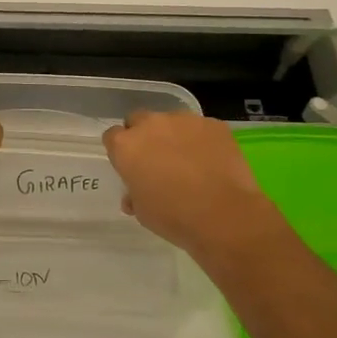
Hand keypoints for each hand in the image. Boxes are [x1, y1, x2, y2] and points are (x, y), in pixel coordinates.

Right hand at [102, 110, 287, 260]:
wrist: (224, 215)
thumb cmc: (174, 216)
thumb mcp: (143, 212)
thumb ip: (134, 194)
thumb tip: (134, 195)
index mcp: (126, 146)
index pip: (112, 137)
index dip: (121, 151)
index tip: (130, 166)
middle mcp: (151, 125)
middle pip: (139, 120)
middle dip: (144, 136)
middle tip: (157, 160)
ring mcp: (184, 120)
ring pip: (172, 121)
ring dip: (174, 136)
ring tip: (189, 161)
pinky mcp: (213, 124)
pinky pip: (201, 128)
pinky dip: (201, 140)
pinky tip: (211, 162)